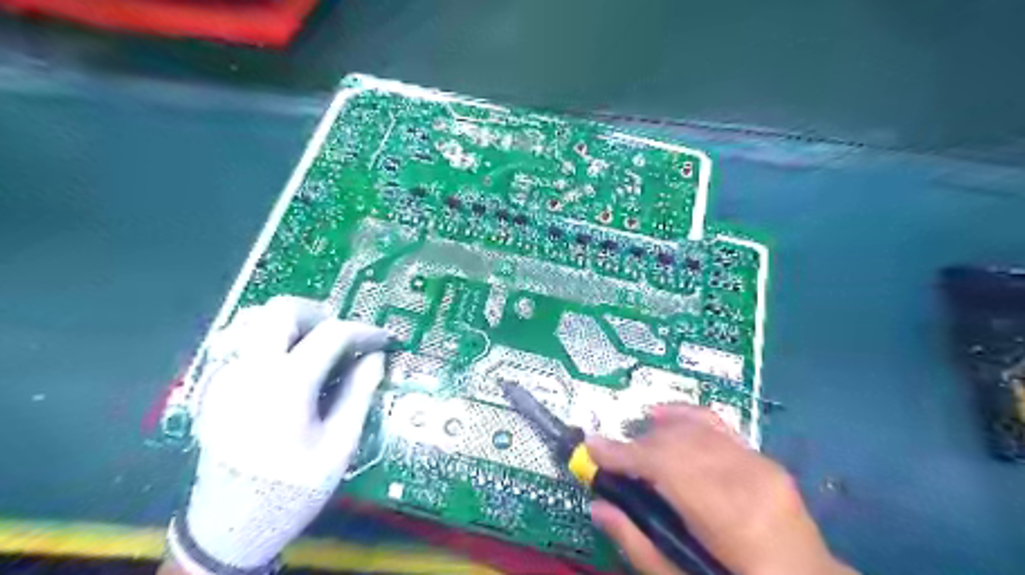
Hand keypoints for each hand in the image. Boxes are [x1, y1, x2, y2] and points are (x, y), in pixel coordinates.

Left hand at [166, 295, 390, 573]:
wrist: (229, 527)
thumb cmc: (293, 489)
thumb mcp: (339, 445)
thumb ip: (358, 393)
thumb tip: (376, 357)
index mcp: (285, 386)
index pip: (332, 333)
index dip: (364, 331)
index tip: (382, 340)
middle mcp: (250, 371)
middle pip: (282, 310)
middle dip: (320, 314)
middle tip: (343, 337)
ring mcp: (225, 376)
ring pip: (255, 319)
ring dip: (292, 323)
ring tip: (315, 347)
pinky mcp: (214, 387)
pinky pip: (242, 341)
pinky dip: (270, 339)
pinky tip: (287, 366)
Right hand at [584, 405, 857, 574]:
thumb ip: (639, 545)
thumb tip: (598, 506)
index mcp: (732, 519)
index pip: (668, 467)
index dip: (625, 454)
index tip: (592, 447)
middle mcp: (748, 479)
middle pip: (678, 443)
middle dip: (637, 446)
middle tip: (612, 460)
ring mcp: (760, 463)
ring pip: (693, 430)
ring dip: (656, 435)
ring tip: (635, 451)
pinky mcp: (763, 457)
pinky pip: (717, 425)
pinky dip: (685, 416)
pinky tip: (661, 414)